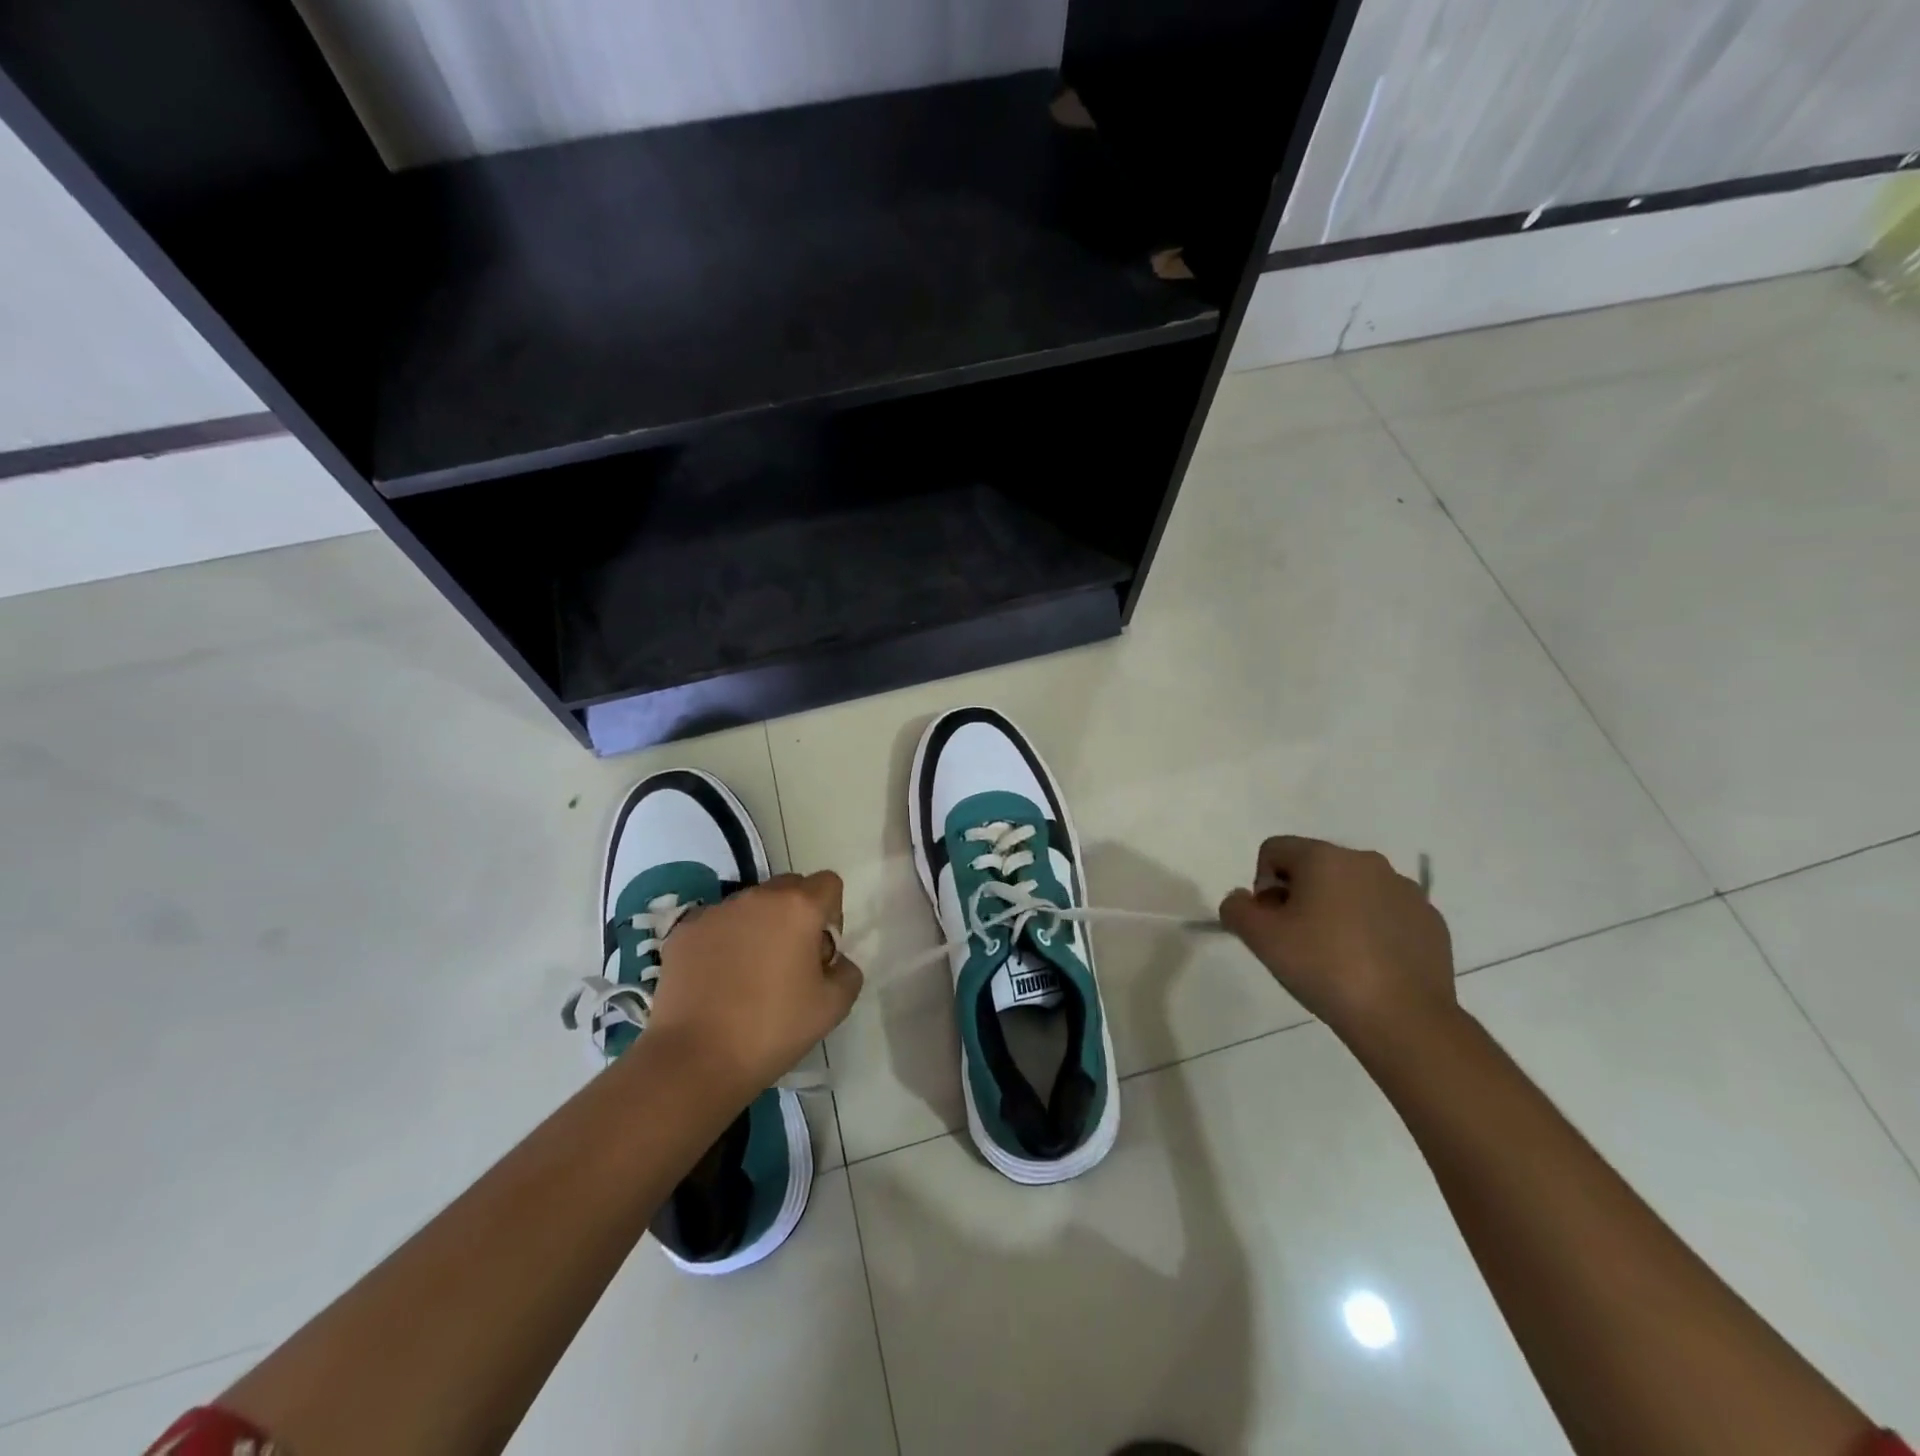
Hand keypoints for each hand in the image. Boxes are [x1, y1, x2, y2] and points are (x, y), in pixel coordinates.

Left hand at [644, 871, 863, 1100]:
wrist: (695, 1059)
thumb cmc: (772, 1028)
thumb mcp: (834, 1007)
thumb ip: (848, 972)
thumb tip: (835, 961)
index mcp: (798, 907)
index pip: (828, 883)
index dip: (832, 913)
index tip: (821, 950)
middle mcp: (757, 897)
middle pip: (789, 888)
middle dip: (797, 914)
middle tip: (790, 960)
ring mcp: (716, 911)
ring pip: (751, 905)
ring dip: (759, 926)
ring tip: (749, 974)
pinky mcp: (684, 931)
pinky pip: (717, 924)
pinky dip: (724, 941)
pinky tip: (718, 981)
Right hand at [1218, 836, 1455, 1051]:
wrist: (1404, 1018)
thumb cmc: (1324, 967)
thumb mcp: (1260, 938)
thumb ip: (1237, 909)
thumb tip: (1243, 900)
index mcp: (1324, 858)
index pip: (1274, 850)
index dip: (1262, 884)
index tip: (1272, 923)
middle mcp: (1367, 862)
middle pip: (1314, 867)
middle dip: (1299, 896)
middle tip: (1298, 941)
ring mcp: (1405, 891)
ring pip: (1352, 889)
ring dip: (1335, 911)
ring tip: (1335, 957)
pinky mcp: (1430, 921)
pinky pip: (1386, 913)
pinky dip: (1370, 930)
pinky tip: (1369, 966)